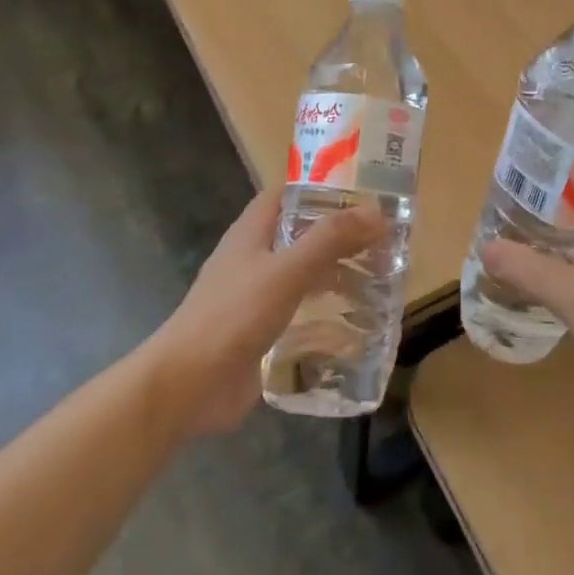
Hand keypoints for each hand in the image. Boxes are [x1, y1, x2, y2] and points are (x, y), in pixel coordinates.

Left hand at [157, 187, 385, 435]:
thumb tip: (377, 211)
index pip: (288, 194)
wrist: (187, 387)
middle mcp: (255, 258)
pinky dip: (328, 313)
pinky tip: (359, 323)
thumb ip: (330, 239)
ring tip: (382, 278)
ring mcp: (258, 297)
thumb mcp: (287, 271)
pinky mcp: (263, 332)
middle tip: (386, 239)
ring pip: (305, 274)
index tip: (364, 192)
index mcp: (252, 232)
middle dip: (341, 235)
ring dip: (338, 274)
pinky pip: (302, 313)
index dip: (322, 187)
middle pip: (303, 234)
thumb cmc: (233, 316)